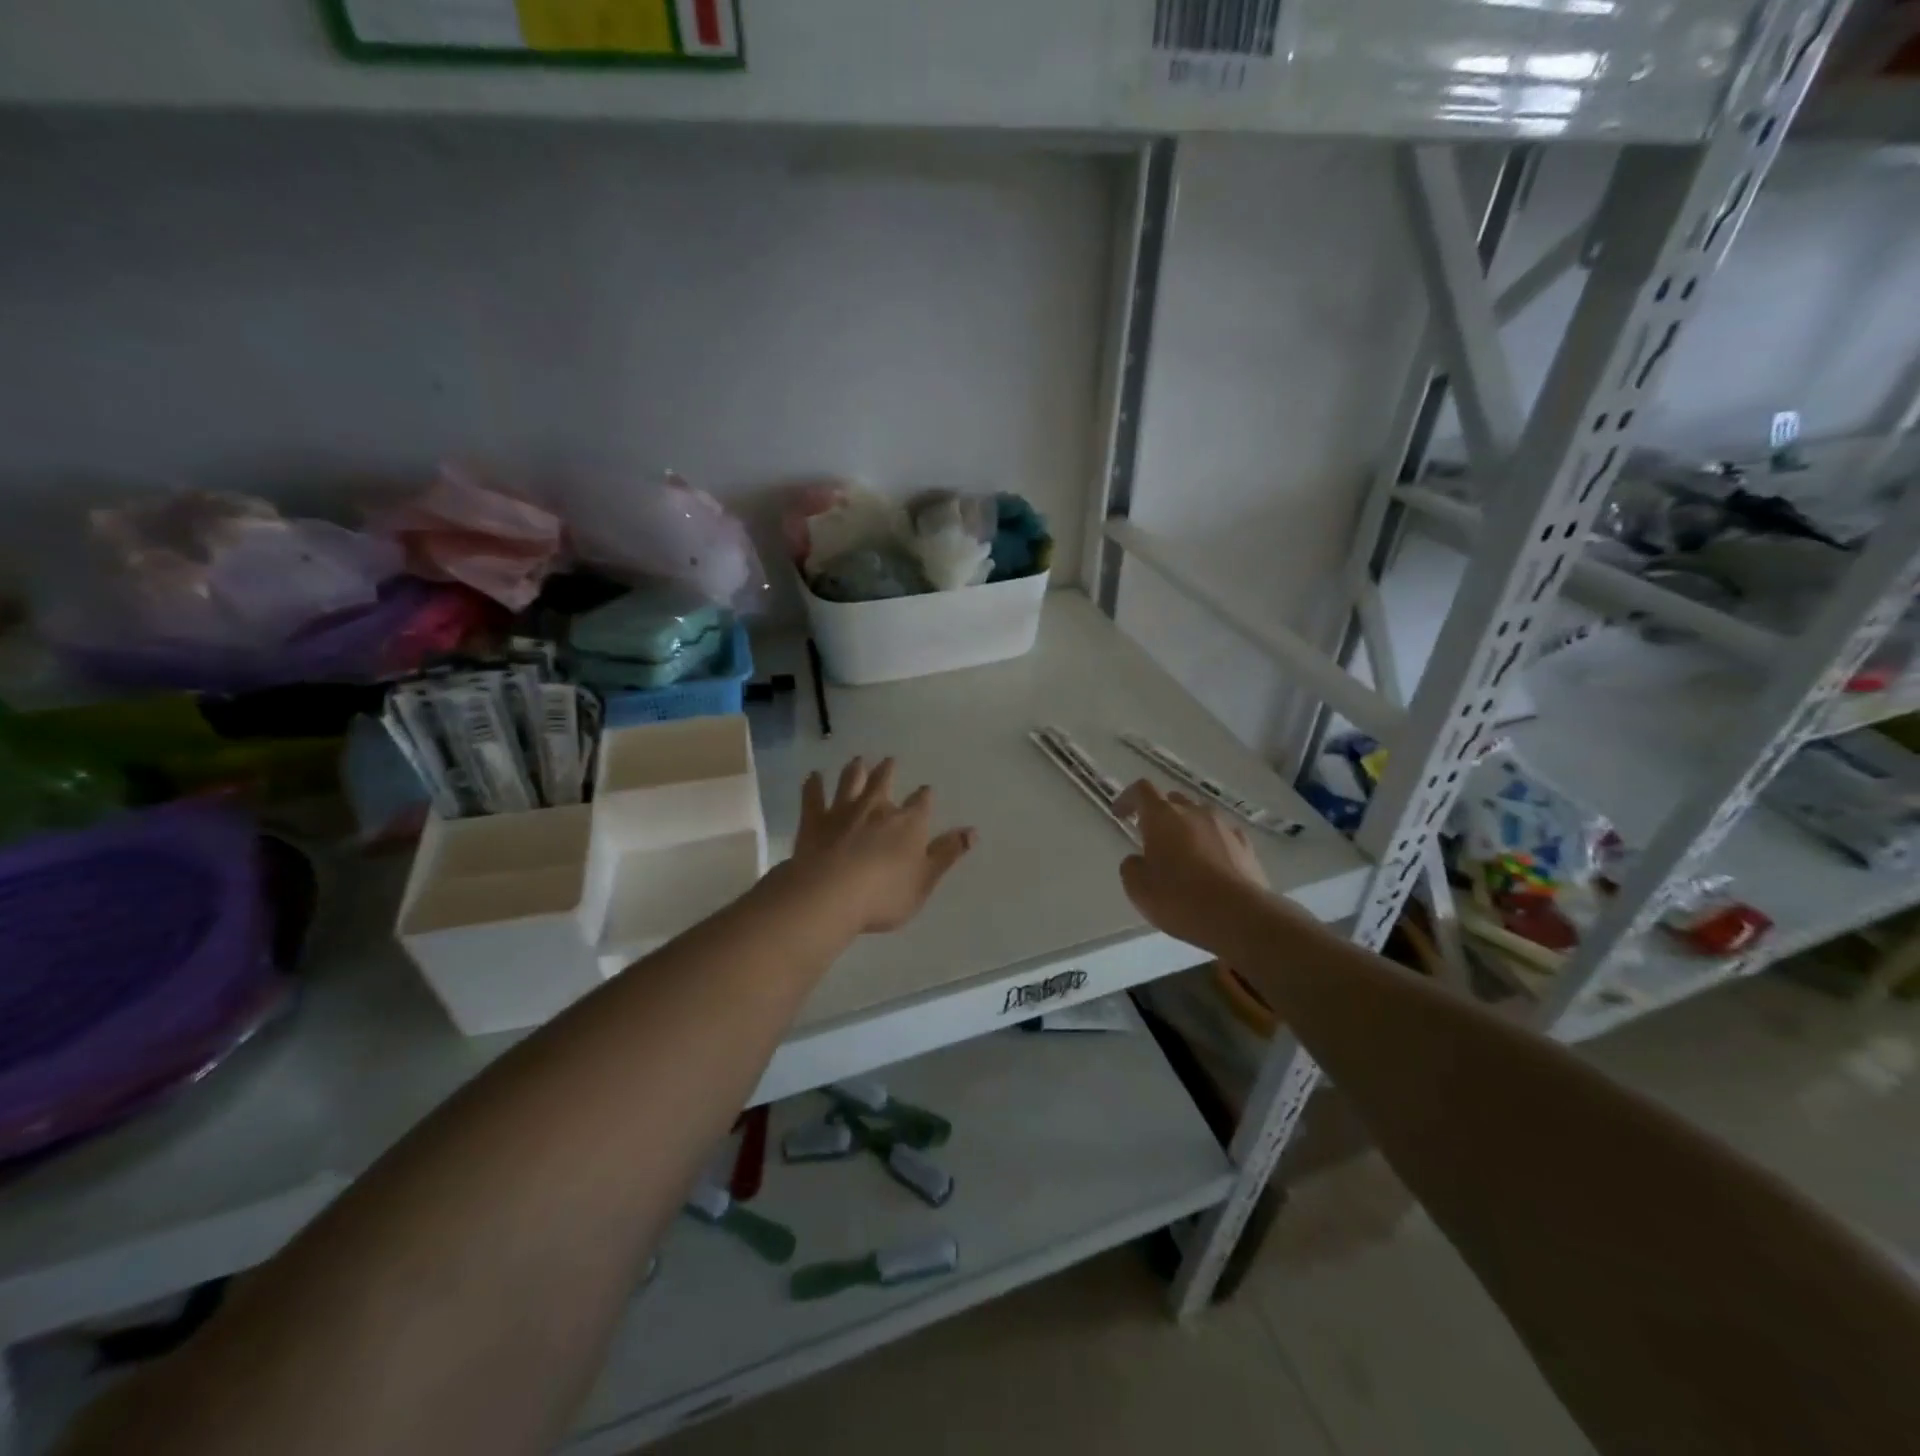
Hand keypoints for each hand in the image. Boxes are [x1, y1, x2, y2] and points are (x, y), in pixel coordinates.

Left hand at [790, 757, 976, 934]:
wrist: (830, 896)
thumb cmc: (885, 894)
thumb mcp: (925, 880)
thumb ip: (947, 853)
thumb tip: (972, 831)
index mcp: (908, 823)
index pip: (921, 803)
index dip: (924, 796)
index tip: (925, 790)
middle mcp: (877, 808)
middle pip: (883, 782)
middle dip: (888, 770)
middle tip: (889, 760)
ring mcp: (843, 811)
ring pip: (850, 782)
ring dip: (855, 770)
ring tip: (858, 760)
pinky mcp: (814, 820)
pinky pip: (813, 796)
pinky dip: (813, 784)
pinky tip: (813, 776)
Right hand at [1113, 779, 1270, 952]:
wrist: (1238, 916)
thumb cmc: (1179, 898)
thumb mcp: (1138, 888)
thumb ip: (1132, 867)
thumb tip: (1138, 860)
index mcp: (1162, 816)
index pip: (1142, 790)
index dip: (1128, 798)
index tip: (1120, 815)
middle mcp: (1194, 812)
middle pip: (1173, 801)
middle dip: (1160, 815)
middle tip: (1152, 839)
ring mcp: (1224, 827)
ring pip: (1201, 816)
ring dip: (1188, 828)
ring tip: (1184, 854)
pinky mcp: (1246, 846)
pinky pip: (1224, 835)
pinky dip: (1214, 843)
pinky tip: (1212, 864)